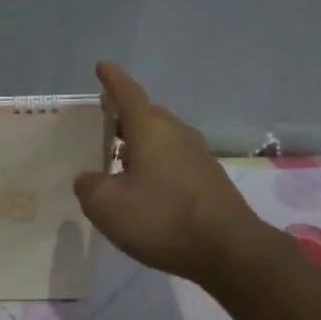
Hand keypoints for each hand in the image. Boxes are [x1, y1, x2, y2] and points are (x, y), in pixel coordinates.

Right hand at [74, 62, 278, 279]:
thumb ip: (89, 186)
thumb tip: (90, 178)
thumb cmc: (162, 219)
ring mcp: (198, 155)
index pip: (127, 93)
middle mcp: (176, 133)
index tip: (102, 66)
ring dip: (140, 141)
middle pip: (146, 113)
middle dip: (124, 114)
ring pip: (162, 136)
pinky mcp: (210, 179)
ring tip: (119, 155)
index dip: (112, 79)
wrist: (231, 252)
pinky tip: (145, 185)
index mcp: (150, 129)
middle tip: (102, 120)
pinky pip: (174, 158)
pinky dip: (155, 161)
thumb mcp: (106, 206)